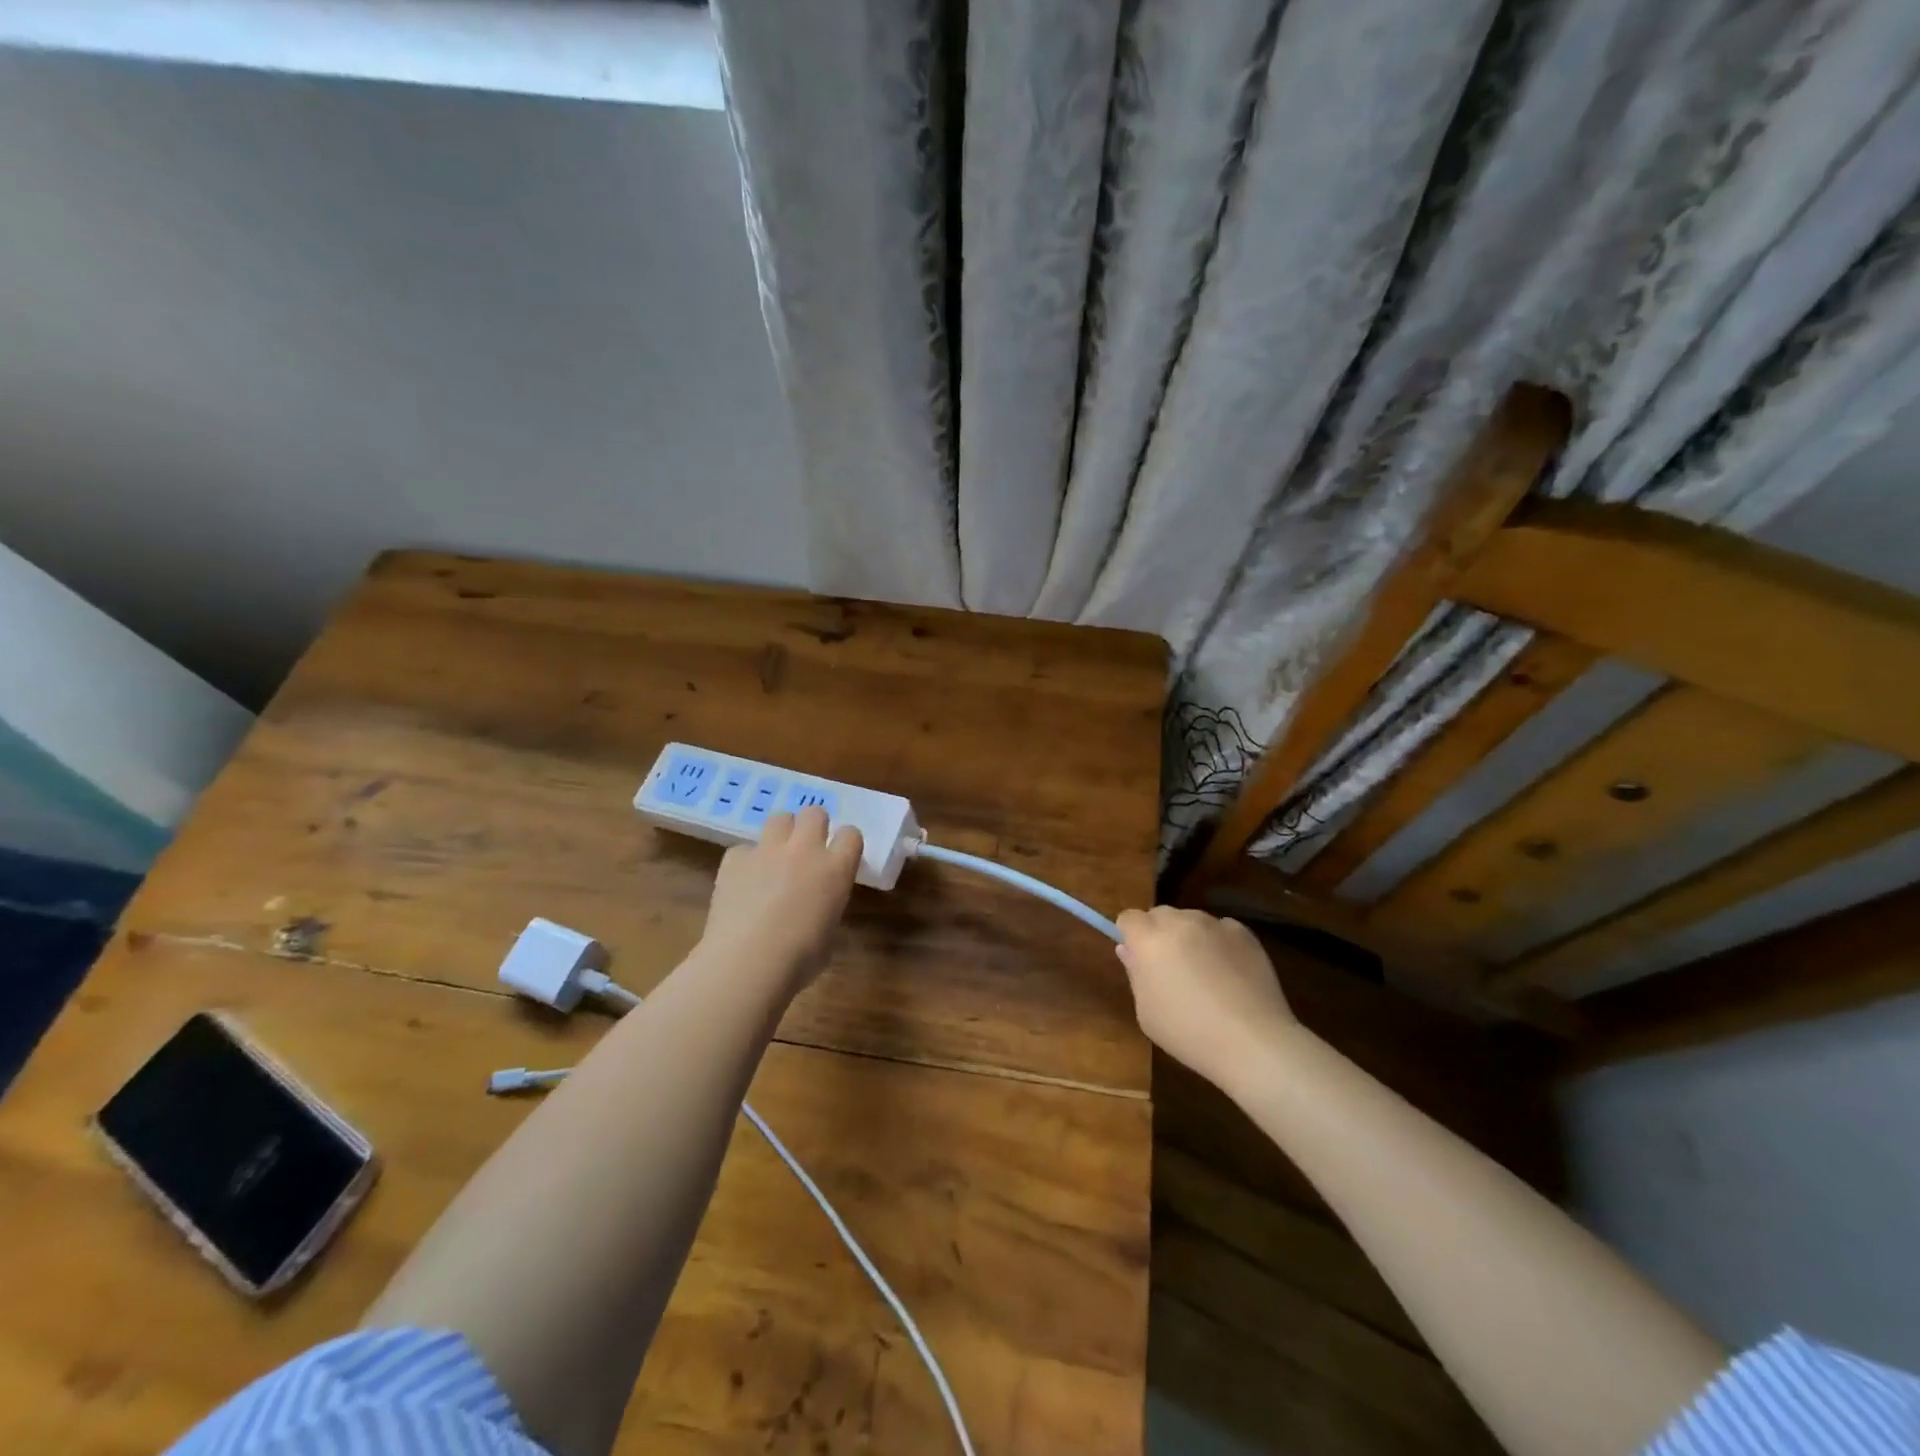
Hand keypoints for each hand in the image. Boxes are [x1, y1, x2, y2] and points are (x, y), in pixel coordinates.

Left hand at [699, 807, 863, 993]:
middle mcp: (804, 850)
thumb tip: (814, 909)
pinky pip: (744, 849)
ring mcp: (767, 850)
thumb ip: (826, 908)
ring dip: (781, 834)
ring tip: (776, 858)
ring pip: (779, 818)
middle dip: (813, 826)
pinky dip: (746, 862)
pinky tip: (743, 883)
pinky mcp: (734, 859)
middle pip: (814, 812)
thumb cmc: (799, 961)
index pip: (851, 834)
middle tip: (807, 850)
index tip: (840, 856)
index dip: (846, 844)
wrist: (747, 963)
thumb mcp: (828, 935)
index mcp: (836, 870)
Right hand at [1113, 907, 1301, 1094]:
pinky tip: (1229, 972)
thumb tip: (1128, 951)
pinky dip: (1219, 942)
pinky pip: (1221, 929)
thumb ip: (1135, 974)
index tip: (1139, 959)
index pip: (1129, 918)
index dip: (1130, 936)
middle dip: (1158, 933)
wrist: (1252, 1042)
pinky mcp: (1245, 934)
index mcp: (1150, 939)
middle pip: (1160, 914)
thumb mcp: (1147, 1012)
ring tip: (1204, 972)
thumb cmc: (1189, 1033)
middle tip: (1169, 968)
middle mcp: (1181, 922)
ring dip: (1189, 936)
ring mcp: (1215, 925)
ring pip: (1192, 920)